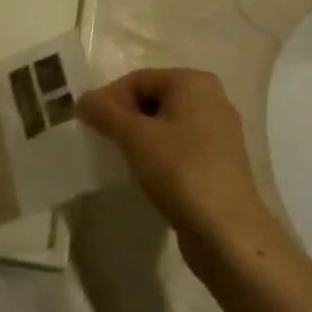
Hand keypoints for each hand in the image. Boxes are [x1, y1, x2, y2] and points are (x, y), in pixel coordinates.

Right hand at [78, 68, 272, 252]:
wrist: (227, 232)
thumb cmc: (181, 172)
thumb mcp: (135, 138)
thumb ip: (105, 113)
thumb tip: (84, 100)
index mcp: (194, 82)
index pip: (139, 79)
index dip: (109, 99)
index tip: (89, 125)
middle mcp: (211, 98)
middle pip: (153, 98)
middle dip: (124, 118)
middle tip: (102, 141)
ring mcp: (219, 131)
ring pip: (166, 124)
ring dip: (140, 138)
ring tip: (121, 159)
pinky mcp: (220, 161)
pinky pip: (180, 146)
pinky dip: (159, 154)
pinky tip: (146, 174)